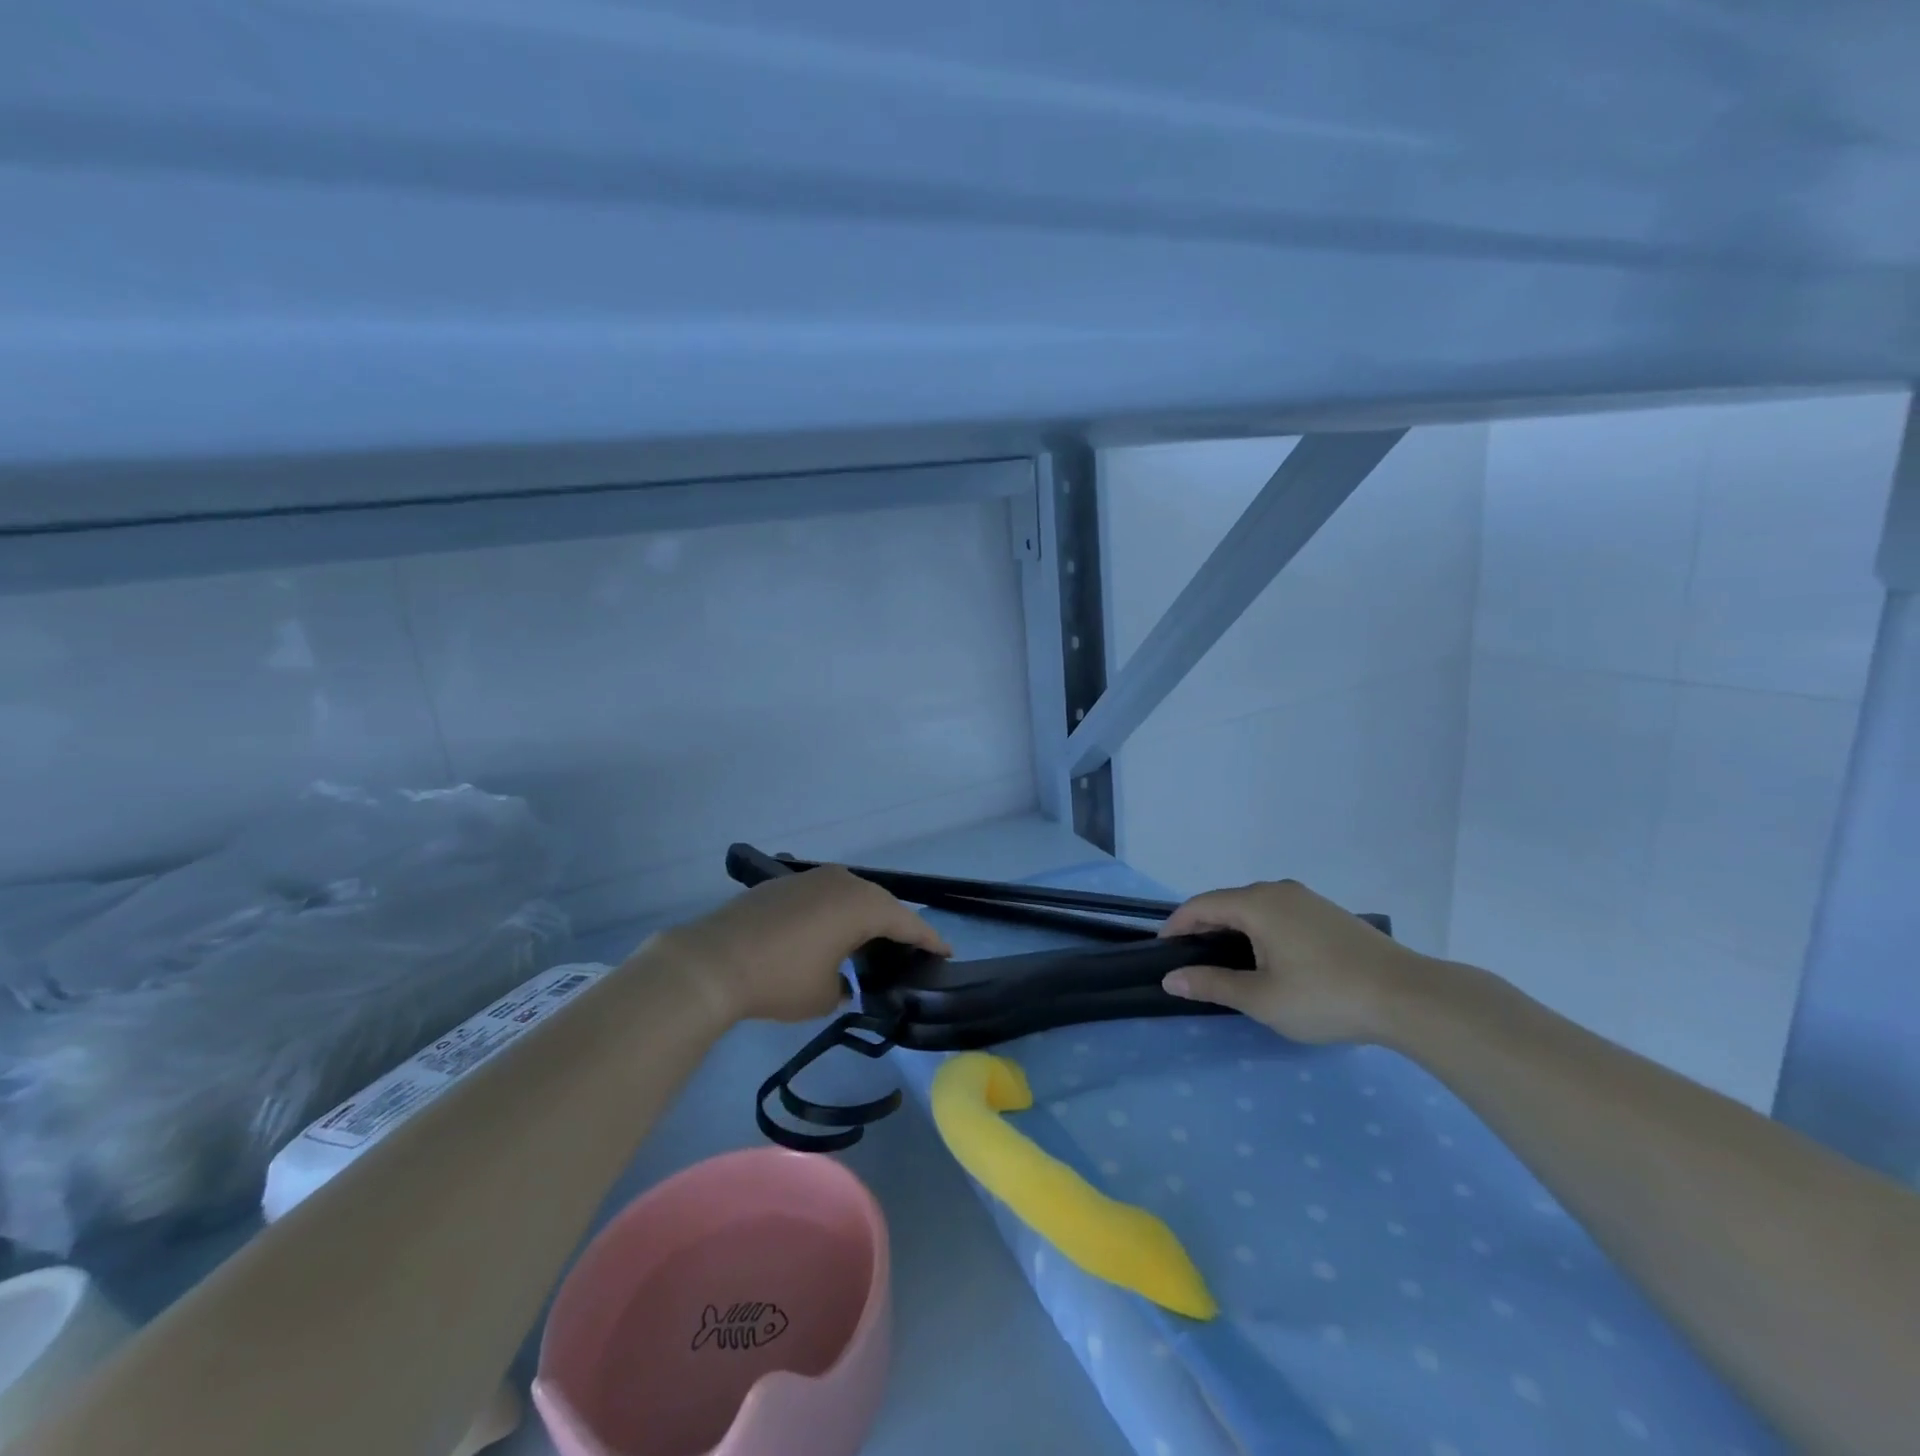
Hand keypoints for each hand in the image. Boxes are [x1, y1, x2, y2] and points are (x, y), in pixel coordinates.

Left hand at [656, 866, 950, 1024]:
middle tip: (909, 950)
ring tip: (870, 942)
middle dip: (897, 927)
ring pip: (852, 895)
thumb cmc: (781, 979)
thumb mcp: (824, 996)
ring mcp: (812, 878)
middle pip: (882, 904)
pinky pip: (825, 895)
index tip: (946, 953)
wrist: (714, 961)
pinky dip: (835, 913)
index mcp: (863, 905)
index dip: (930, 940)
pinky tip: (828, 933)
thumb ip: (846, 986)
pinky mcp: (785, 883)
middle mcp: (843, 882)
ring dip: (864, 916)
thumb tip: (841, 980)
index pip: (908, 923)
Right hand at [1158, 879, 1428, 1044]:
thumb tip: (1171, 978)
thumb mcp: (1261, 999)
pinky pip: (1278, 913)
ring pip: (1254, 907)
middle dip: (1203, 928)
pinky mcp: (1328, 913)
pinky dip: (1260, 930)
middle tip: (1192, 961)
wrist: (1409, 997)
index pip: (1200, 906)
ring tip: (1227, 962)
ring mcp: (1307, 899)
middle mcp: (1278, 890)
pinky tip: (1269, 959)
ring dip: (1233, 929)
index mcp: (1256, 903)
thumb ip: (1212, 984)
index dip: (1176, 926)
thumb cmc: (1325, 996)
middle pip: (1226, 902)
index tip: (1163, 952)